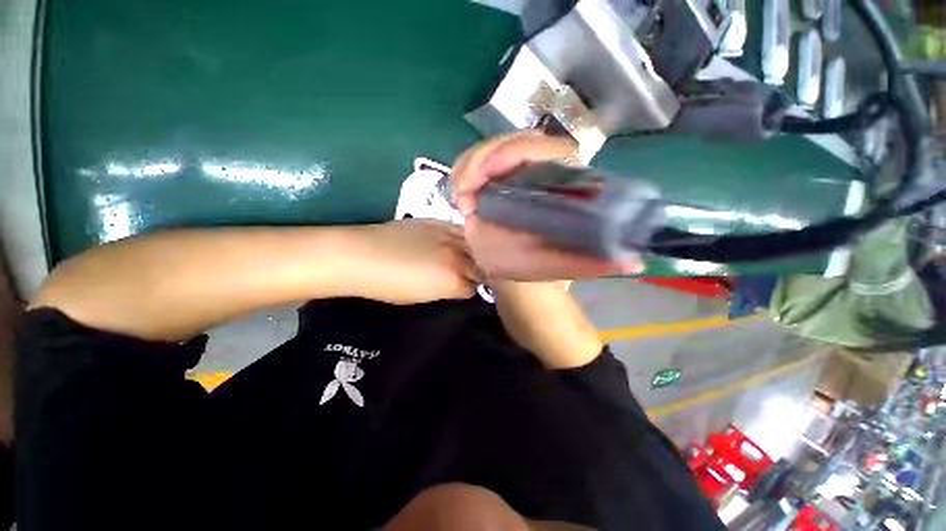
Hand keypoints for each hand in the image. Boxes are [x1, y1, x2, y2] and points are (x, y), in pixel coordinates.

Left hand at [345, 219, 479, 304]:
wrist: (362, 255)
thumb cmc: (388, 285)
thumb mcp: (421, 297)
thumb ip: (445, 290)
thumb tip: (456, 285)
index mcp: (452, 281)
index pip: (473, 288)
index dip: (469, 290)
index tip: (465, 289)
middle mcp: (457, 257)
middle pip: (479, 267)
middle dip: (476, 272)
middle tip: (469, 274)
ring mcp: (449, 236)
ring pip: (475, 246)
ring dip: (474, 253)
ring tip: (468, 256)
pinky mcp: (439, 222)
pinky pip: (461, 229)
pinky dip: (463, 237)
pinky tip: (458, 240)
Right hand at [451, 132, 643, 280]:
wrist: (507, 269)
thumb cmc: (530, 267)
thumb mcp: (556, 267)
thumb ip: (589, 265)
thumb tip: (636, 262)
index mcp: (559, 188)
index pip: (550, 150)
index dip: (520, 151)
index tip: (491, 173)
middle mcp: (538, 174)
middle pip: (515, 142)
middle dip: (485, 159)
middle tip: (467, 192)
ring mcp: (513, 174)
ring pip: (492, 148)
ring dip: (470, 166)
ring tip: (463, 197)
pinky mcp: (493, 179)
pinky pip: (475, 161)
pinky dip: (463, 171)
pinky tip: (461, 194)